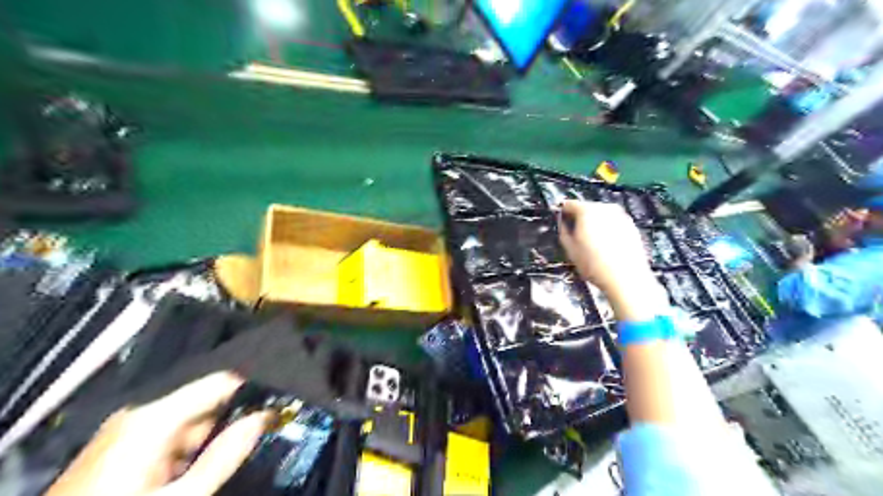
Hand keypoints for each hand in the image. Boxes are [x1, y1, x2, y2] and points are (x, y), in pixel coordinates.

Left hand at [47, 371, 266, 495]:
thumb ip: (225, 456)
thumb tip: (262, 418)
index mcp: (153, 417)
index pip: (218, 382)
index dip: (250, 390)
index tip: (276, 403)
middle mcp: (139, 414)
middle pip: (203, 403)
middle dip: (230, 418)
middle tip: (258, 434)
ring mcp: (126, 430)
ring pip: (187, 422)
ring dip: (209, 437)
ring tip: (225, 457)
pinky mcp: (118, 447)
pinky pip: (167, 436)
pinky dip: (187, 448)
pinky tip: (191, 470)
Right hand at [557, 202, 669, 320]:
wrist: (626, 277)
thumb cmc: (594, 264)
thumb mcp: (570, 249)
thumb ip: (563, 231)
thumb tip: (562, 222)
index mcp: (587, 211)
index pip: (569, 204)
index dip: (563, 212)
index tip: (562, 223)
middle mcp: (605, 208)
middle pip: (587, 208)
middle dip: (580, 219)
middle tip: (577, 236)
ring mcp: (621, 215)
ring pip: (601, 215)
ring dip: (595, 224)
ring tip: (592, 243)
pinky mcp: (631, 225)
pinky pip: (614, 223)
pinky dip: (608, 229)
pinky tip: (607, 246)